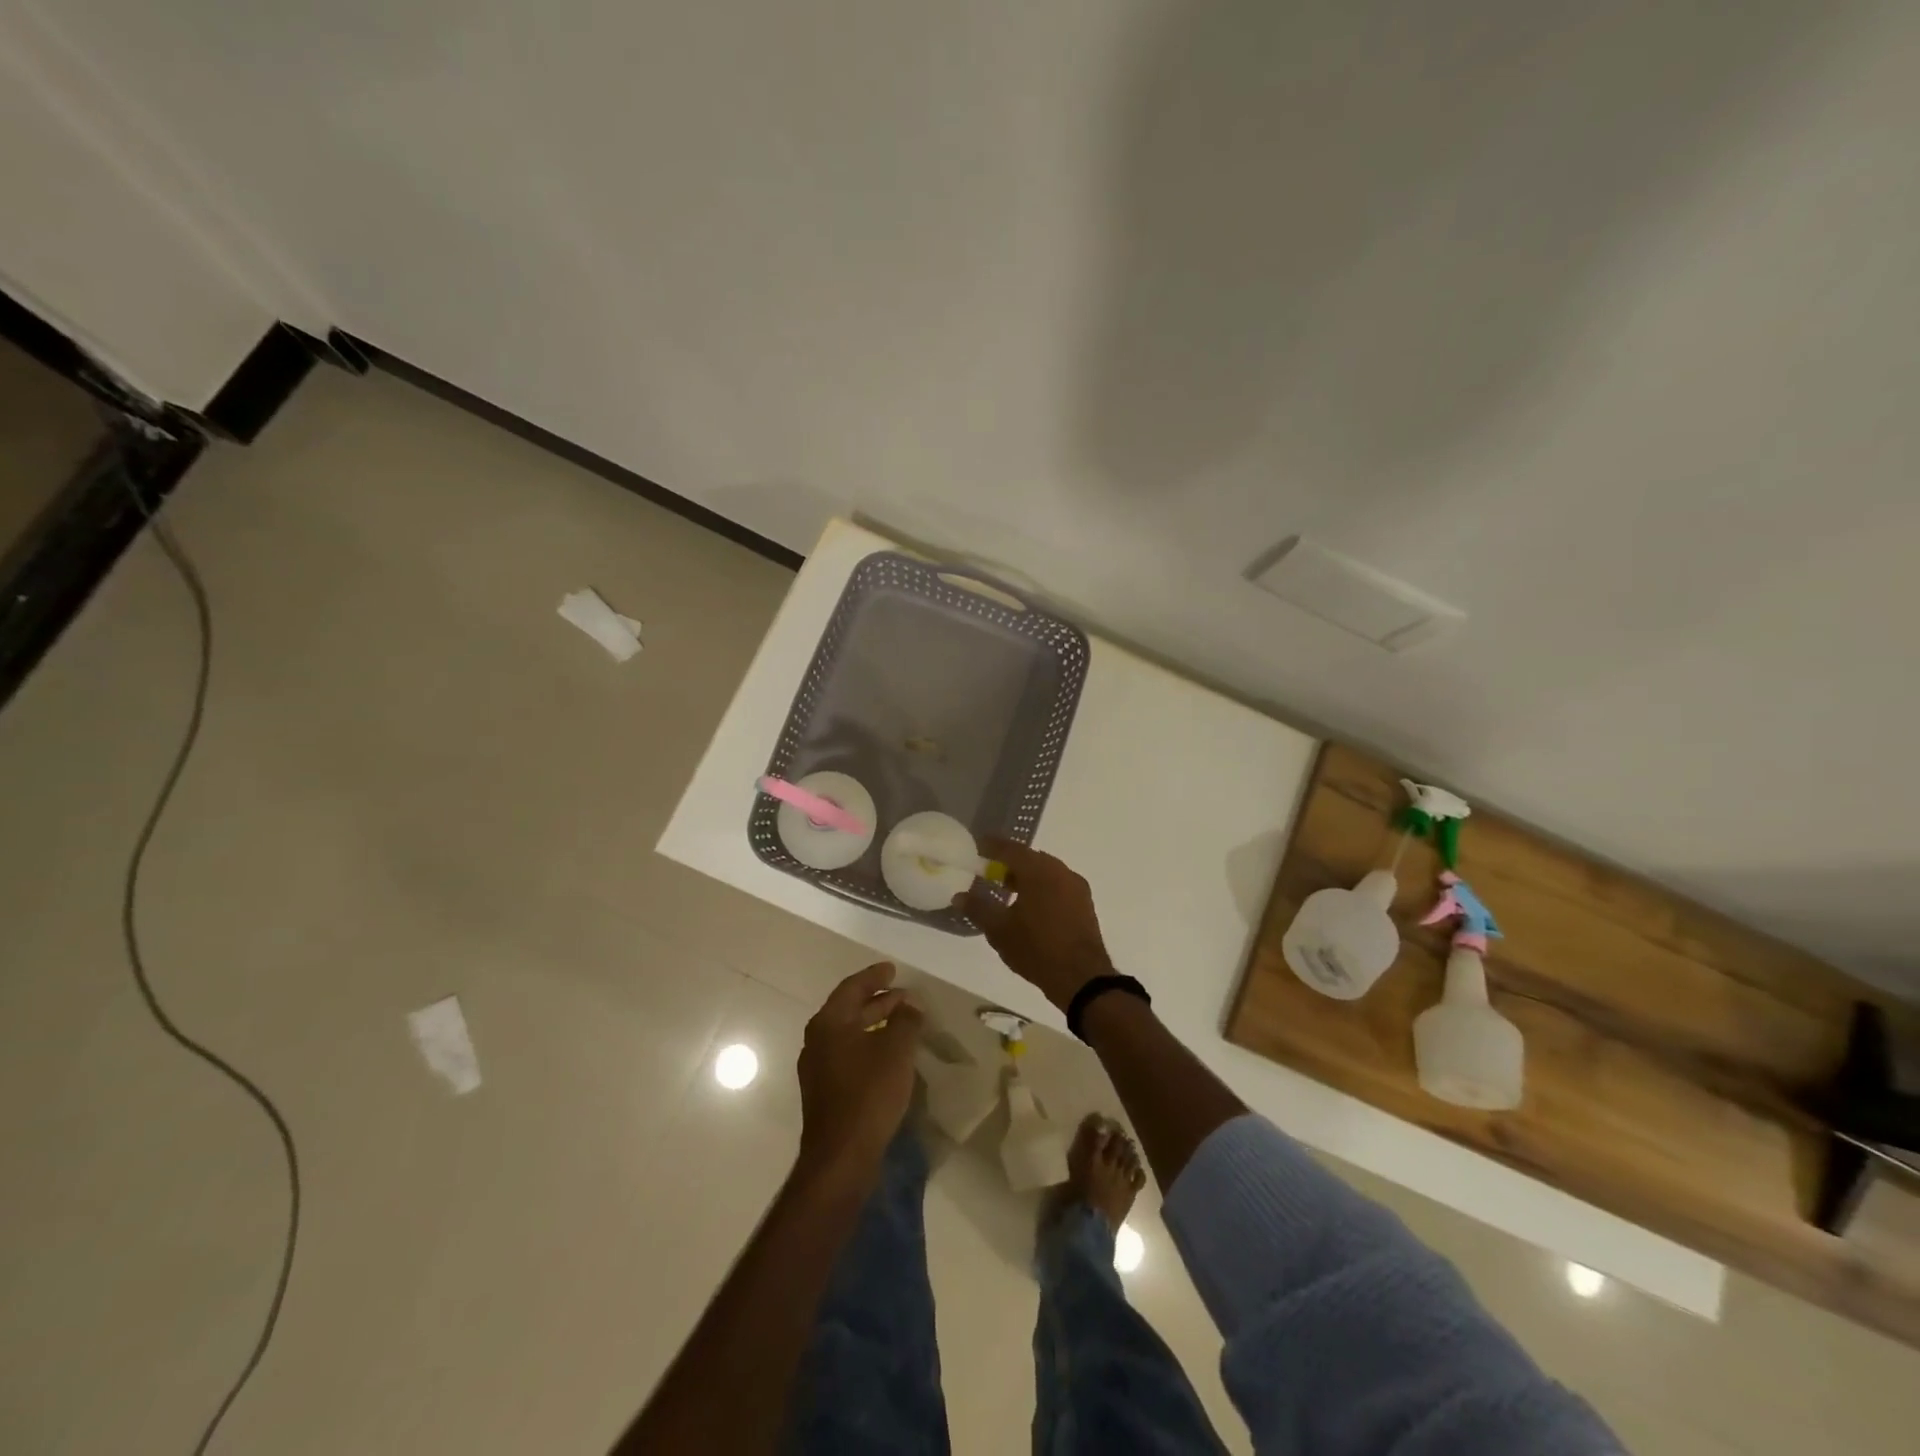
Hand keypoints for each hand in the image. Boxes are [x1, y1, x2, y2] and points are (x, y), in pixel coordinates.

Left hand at [795, 962, 922, 1183]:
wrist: (841, 1157)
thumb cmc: (868, 1094)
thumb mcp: (896, 1050)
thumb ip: (905, 1021)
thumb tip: (911, 1004)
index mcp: (828, 1023)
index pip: (852, 987)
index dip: (874, 976)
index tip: (892, 969)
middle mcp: (817, 1040)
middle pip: (849, 1009)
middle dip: (878, 1000)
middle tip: (905, 995)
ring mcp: (818, 1068)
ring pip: (850, 1033)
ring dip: (875, 1023)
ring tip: (903, 1021)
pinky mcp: (826, 1091)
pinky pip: (849, 1054)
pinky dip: (869, 1044)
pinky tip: (889, 1053)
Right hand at [955, 841, 1115, 1011]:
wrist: (1082, 977)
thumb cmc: (1036, 948)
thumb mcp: (999, 930)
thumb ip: (978, 908)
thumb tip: (959, 895)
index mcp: (1037, 870)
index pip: (1009, 849)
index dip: (991, 846)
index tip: (977, 847)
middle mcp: (1059, 870)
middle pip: (1030, 858)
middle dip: (1009, 863)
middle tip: (990, 873)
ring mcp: (1076, 886)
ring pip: (1046, 872)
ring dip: (1027, 877)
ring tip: (1008, 893)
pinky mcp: (1085, 903)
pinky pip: (1058, 885)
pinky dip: (1042, 888)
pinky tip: (1032, 907)